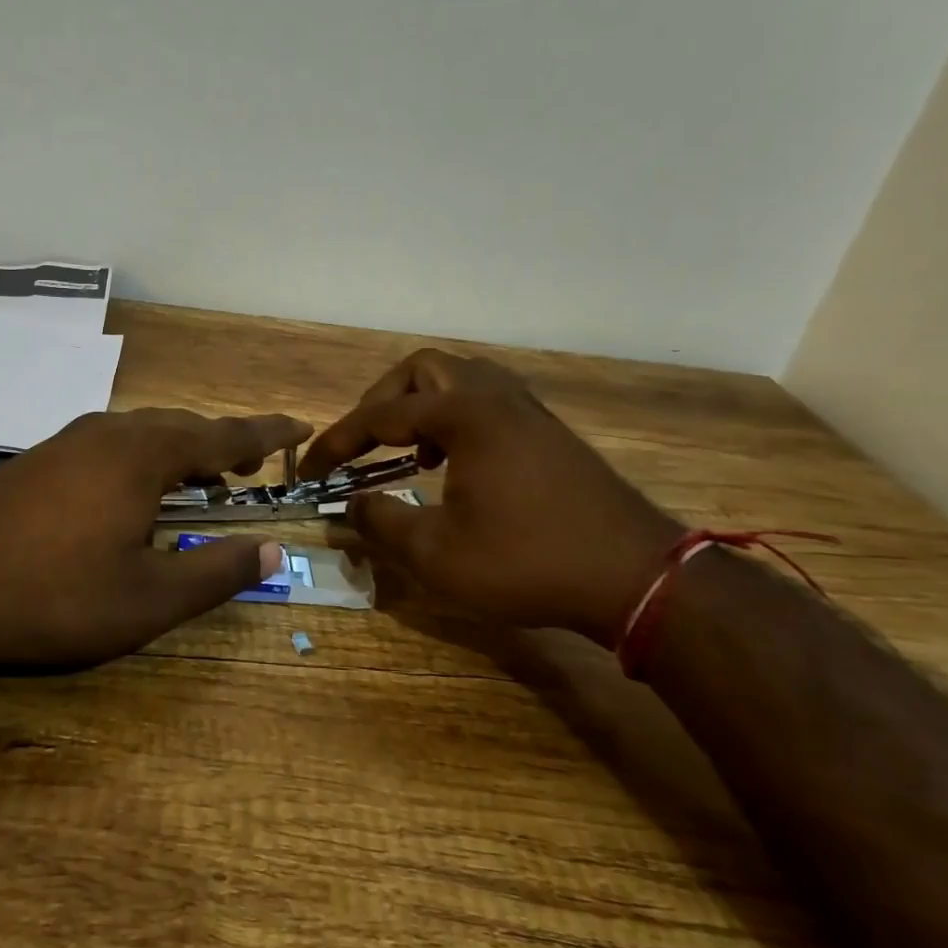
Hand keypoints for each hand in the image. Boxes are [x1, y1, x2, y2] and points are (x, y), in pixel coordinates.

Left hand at [0, 409, 309, 673]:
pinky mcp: (40, 460)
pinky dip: (144, 458)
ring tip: (204, 476)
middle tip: (253, 463)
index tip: (300, 425)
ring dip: (181, 449)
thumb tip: (274, 549)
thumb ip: (216, 571)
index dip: (266, 433)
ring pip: (144, 433)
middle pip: (183, 427)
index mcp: (144, 455)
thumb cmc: (52, 596)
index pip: (224, 435)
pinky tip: (135, 491)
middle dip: (223, 442)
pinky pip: (112, 445)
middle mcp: (110, 433)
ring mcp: (69, 442)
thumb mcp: (147, 598)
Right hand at [300, 351, 679, 647]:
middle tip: (363, 444)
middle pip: (423, 370)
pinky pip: (488, 400)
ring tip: (410, 451)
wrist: (636, 577)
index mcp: (464, 415)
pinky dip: (457, 418)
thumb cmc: (527, 561)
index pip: (380, 416)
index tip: (310, 471)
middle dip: (382, 402)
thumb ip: (382, 523)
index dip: (337, 443)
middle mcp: (495, 397)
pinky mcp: (549, 432)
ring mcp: (528, 411)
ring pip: (461, 379)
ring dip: (422, 406)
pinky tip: (457, 465)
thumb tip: (349, 506)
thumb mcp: (437, 554)